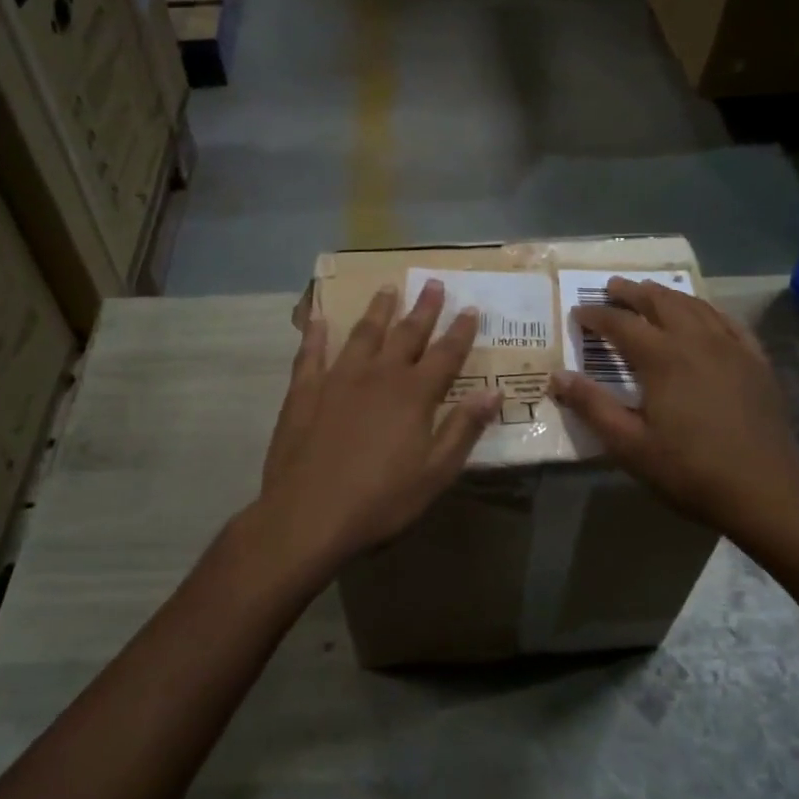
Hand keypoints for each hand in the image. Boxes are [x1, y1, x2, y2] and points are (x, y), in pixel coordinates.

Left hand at [254, 280, 501, 569]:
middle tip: (432, 283)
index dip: (460, 331)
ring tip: (387, 288)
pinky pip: (311, 353)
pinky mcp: (304, 391)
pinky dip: (316, 334)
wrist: (308, 515)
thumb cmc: (380, 500)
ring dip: (378, 310)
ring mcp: (338, 379)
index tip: (471, 308)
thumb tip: (494, 392)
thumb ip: (463, 428)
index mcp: (414, 394)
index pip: (445, 354)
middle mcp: (379, 375)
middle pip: (406, 334)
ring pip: (363, 334)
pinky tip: (319, 319)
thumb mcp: (435, 473)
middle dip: (423, 309)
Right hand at [551, 278, 798, 546]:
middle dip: (632, 292)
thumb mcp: (630, 445)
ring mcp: (731, 347)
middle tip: (611, 287)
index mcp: (662, 358)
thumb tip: (557, 376)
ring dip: (667, 294)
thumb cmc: (690, 470)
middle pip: (659, 302)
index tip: (578, 313)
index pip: (620, 324)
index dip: (596, 316)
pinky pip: (728, 322)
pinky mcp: (756, 360)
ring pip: (694, 306)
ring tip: (650, 291)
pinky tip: (703, 314)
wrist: (766, 491)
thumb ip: (592, 406)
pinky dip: (707, 310)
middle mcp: (696, 340)